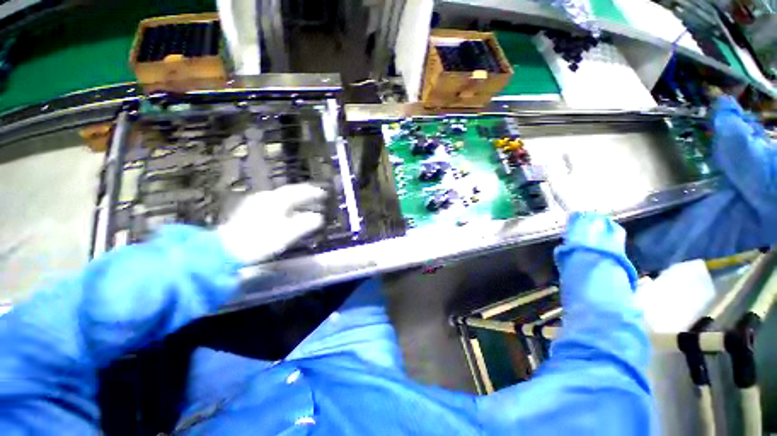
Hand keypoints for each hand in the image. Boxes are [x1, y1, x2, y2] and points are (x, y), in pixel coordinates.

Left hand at [218, 184, 327, 263]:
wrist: (226, 250)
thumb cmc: (260, 240)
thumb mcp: (287, 233)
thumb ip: (305, 223)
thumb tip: (319, 218)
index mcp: (276, 200)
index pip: (298, 191)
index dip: (312, 192)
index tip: (324, 193)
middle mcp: (266, 197)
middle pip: (289, 192)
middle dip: (304, 194)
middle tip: (317, 196)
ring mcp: (256, 203)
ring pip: (281, 198)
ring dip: (295, 200)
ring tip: (305, 205)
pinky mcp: (250, 211)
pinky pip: (274, 203)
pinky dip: (285, 206)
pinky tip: (287, 213)